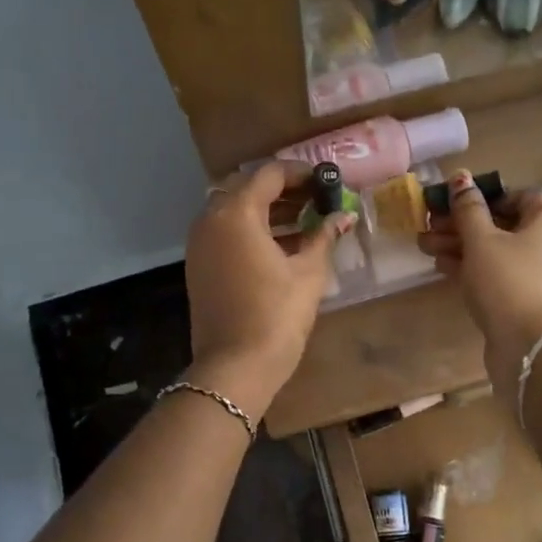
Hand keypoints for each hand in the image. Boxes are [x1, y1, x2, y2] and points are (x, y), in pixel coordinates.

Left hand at [184, 162, 352, 418]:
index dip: (301, 173)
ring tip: (304, 220)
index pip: (269, 174)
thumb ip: (323, 236)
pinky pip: (225, 232)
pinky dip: (250, 229)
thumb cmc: (277, 315)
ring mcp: (199, 243)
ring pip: (233, 210)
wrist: (235, 367)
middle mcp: (211, 219)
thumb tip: (343, 217)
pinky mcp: (199, 265)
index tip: (326, 181)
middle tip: (315, 199)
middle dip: (282, 189)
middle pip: (247, 187)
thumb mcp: (309, 273)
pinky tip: (280, 244)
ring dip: (266, 209)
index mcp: (237, 213)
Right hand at [418, 170, 541, 393]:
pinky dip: (473, 267)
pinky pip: (499, 273)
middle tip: (428, 226)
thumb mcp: (481, 240)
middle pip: (501, 224)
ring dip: (461, 246)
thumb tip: (460, 177)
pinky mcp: (527, 297)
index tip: (450, 204)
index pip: (515, 195)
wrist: (531, 345)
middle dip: (461, 224)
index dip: (480, 197)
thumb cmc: (508, 281)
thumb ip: (468, 208)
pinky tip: (442, 267)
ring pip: (496, 250)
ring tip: (425, 246)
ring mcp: (540, 272)